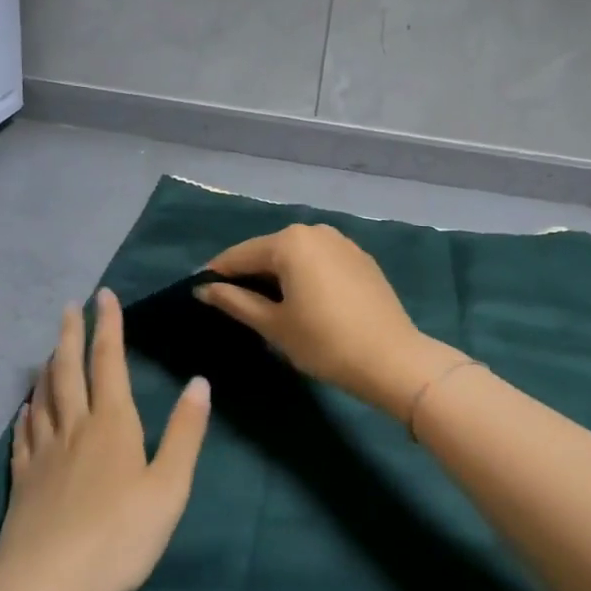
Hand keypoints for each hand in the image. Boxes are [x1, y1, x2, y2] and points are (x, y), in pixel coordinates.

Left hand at [0, 288, 209, 590]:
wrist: (47, 585)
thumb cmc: (120, 536)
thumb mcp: (169, 487)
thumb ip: (185, 433)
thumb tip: (199, 382)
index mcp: (112, 424)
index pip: (109, 363)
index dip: (108, 327)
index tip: (104, 296)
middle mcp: (74, 428)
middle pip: (69, 370)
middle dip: (71, 335)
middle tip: (69, 308)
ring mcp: (43, 453)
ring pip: (44, 397)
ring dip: (49, 366)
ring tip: (51, 349)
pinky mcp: (22, 480)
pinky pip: (23, 435)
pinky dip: (26, 413)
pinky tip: (26, 409)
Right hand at [194, 224, 468, 417]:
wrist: (392, 359)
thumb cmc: (324, 342)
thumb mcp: (273, 325)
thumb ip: (235, 301)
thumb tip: (204, 289)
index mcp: (290, 241)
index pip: (240, 255)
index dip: (216, 274)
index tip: (199, 292)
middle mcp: (315, 231)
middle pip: (268, 251)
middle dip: (248, 275)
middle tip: (231, 304)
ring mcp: (342, 242)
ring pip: (296, 255)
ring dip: (277, 275)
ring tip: (264, 305)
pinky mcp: (360, 258)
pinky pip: (319, 262)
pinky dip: (304, 276)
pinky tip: (301, 301)